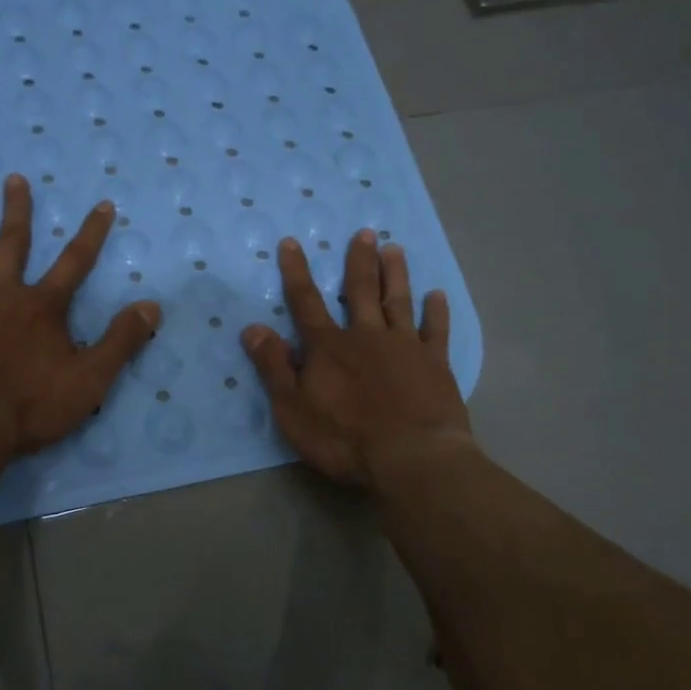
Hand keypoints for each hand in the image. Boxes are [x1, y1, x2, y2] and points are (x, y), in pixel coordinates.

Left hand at [0, 174, 160, 456]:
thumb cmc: (32, 405)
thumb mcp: (91, 378)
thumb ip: (122, 339)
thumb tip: (152, 304)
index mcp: (41, 306)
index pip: (75, 262)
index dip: (92, 233)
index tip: (102, 204)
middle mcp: (1, 293)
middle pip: (12, 243)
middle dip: (16, 210)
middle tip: (13, 178)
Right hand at [242, 230, 470, 487]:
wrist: (411, 457)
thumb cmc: (344, 438)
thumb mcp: (293, 408)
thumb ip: (273, 366)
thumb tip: (252, 328)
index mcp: (328, 347)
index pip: (306, 302)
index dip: (296, 272)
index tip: (292, 242)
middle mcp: (366, 336)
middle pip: (359, 291)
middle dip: (359, 260)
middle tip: (365, 232)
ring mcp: (404, 346)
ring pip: (397, 301)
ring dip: (394, 274)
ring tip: (395, 248)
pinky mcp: (434, 363)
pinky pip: (435, 330)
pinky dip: (436, 312)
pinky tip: (437, 295)